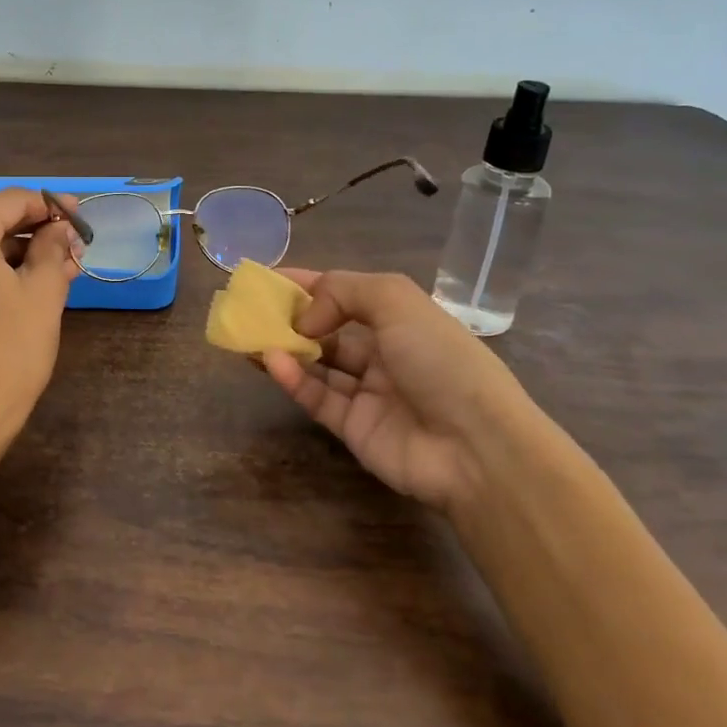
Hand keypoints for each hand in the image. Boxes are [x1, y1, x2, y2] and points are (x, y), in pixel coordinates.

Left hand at [0, 187, 79, 445]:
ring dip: (21, 250)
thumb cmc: (9, 349)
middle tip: (76, 247)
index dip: (51, 206)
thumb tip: (62, 229)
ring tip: (64, 266)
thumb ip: (53, 248)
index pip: (13, 200)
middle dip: (37, 230)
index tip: (82, 217)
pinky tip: (34, 278)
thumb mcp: (42, 292)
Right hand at [261, 268, 541, 511]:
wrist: (476, 446)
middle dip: (290, 319)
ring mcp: (368, 393)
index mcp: (401, 321)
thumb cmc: (440, 359)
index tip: (268, 279)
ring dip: (285, 349)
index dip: (308, 285)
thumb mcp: (396, 300)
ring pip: (317, 365)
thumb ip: (342, 291)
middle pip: (328, 331)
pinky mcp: (353, 428)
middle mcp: (384, 353)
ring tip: (249, 336)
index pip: (346, 295)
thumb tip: (306, 319)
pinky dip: (293, 379)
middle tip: (250, 311)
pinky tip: (272, 362)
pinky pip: (317, 397)